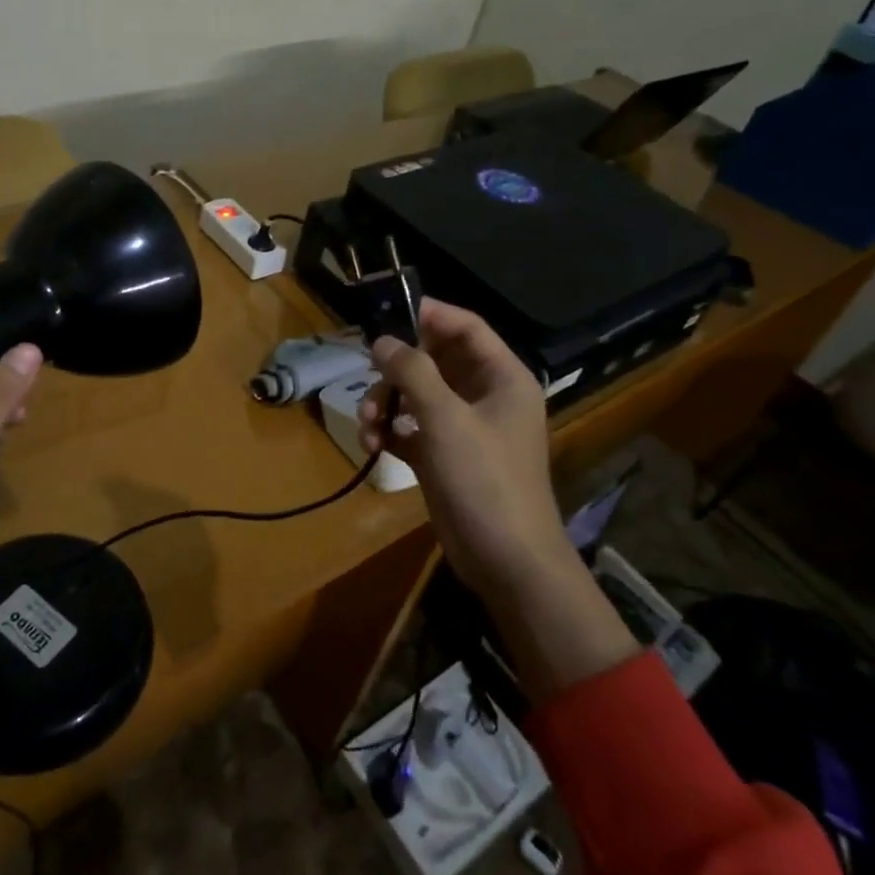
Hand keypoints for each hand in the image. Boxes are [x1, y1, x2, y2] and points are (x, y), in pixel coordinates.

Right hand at [358, 299, 559, 606]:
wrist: (507, 562)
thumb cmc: (485, 480)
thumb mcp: (446, 419)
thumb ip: (412, 372)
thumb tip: (382, 340)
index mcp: (502, 378)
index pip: (466, 327)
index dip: (429, 315)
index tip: (386, 313)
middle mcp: (485, 396)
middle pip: (434, 360)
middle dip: (397, 368)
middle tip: (367, 373)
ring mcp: (464, 427)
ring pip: (417, 394)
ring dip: (387, 402)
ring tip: (368, 422)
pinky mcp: (444, 455)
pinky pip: (411, 427)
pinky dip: (390, 430)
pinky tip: (373, 444)